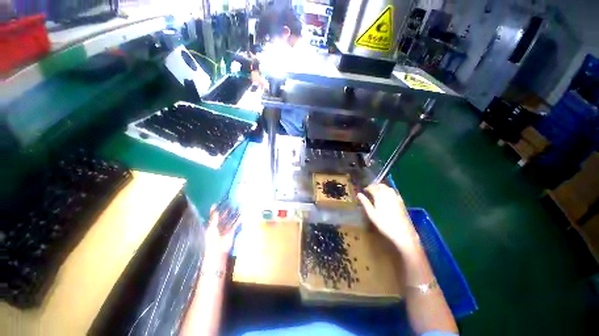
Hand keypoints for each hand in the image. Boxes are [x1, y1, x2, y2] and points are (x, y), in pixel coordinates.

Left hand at [204, 205, 239, 257]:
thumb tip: (215, 209)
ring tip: (238, 207)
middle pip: (223, 217)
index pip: (215, 216)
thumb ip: (214, 219)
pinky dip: (239, 220)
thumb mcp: (212, 228)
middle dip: (227, 211)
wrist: (218, 251)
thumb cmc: (212, 239)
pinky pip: (236, 224)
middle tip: (231, 204)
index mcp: (213, 225)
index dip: (216, 211)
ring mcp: (226, 229)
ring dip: (234, 214)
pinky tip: (243, 215)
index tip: (218, 203)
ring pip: (230, 220)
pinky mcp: (232, 231)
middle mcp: (220, 226)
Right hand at [357, 184, 419, 253]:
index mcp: (379, 196)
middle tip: (370, 190)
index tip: (364, 190)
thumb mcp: (371, 213)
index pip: (372, 188)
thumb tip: (358, 194)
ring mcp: (396, 198)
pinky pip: (394, 192)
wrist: (402, 232)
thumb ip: (365, 202)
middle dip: (375, 186)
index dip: (368, 188)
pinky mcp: (401, 202)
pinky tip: (388, 197)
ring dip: (382, 188)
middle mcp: (388, 194)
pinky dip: (389, 191)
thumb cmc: (383, 223)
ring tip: (378, 192)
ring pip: (388, 188)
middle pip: (381, 185)